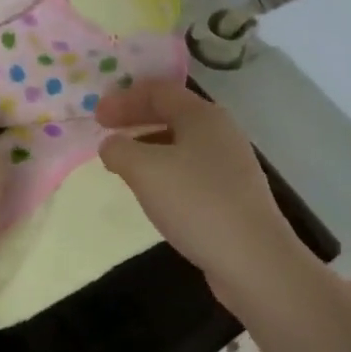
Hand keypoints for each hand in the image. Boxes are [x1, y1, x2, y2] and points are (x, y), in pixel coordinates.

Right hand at [96, 81, 301, 299]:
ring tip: (122, 162)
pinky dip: (164, 170)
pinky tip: (152, 191)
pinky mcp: (232, 194)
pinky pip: (190, 169)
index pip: (158, 91)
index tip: (96, 117)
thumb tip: (111, 145)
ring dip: (147, 145)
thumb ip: (119, 149)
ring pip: (180, 142)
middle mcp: (220, 132)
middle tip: (105, 132)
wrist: (254, 260)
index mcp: (202, 115)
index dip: (123, 98)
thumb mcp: (144, 170)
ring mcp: (230, 164)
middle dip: (135, 118)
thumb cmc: (196, 203)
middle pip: (171, 113)